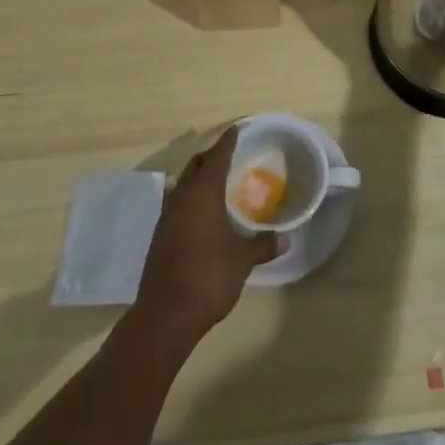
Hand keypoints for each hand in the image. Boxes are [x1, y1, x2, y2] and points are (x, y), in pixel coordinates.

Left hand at [133, 127, 281, 347]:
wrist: (165, 315)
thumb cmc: (208, 276)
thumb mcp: (242, 260)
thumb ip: (262, 245)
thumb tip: (285, 238)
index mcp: (203, 193)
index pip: (217, 155)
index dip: (228, 141)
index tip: (238, 130)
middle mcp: (181, 197)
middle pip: (196, 165)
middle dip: (212, 157)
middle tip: (231, 157)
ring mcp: (166, 217)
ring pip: (183, 185)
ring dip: (199, 180)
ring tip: (219, 185)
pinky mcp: (159, 236)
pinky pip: (177, 205)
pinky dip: (191, 201)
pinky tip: (204, 216)